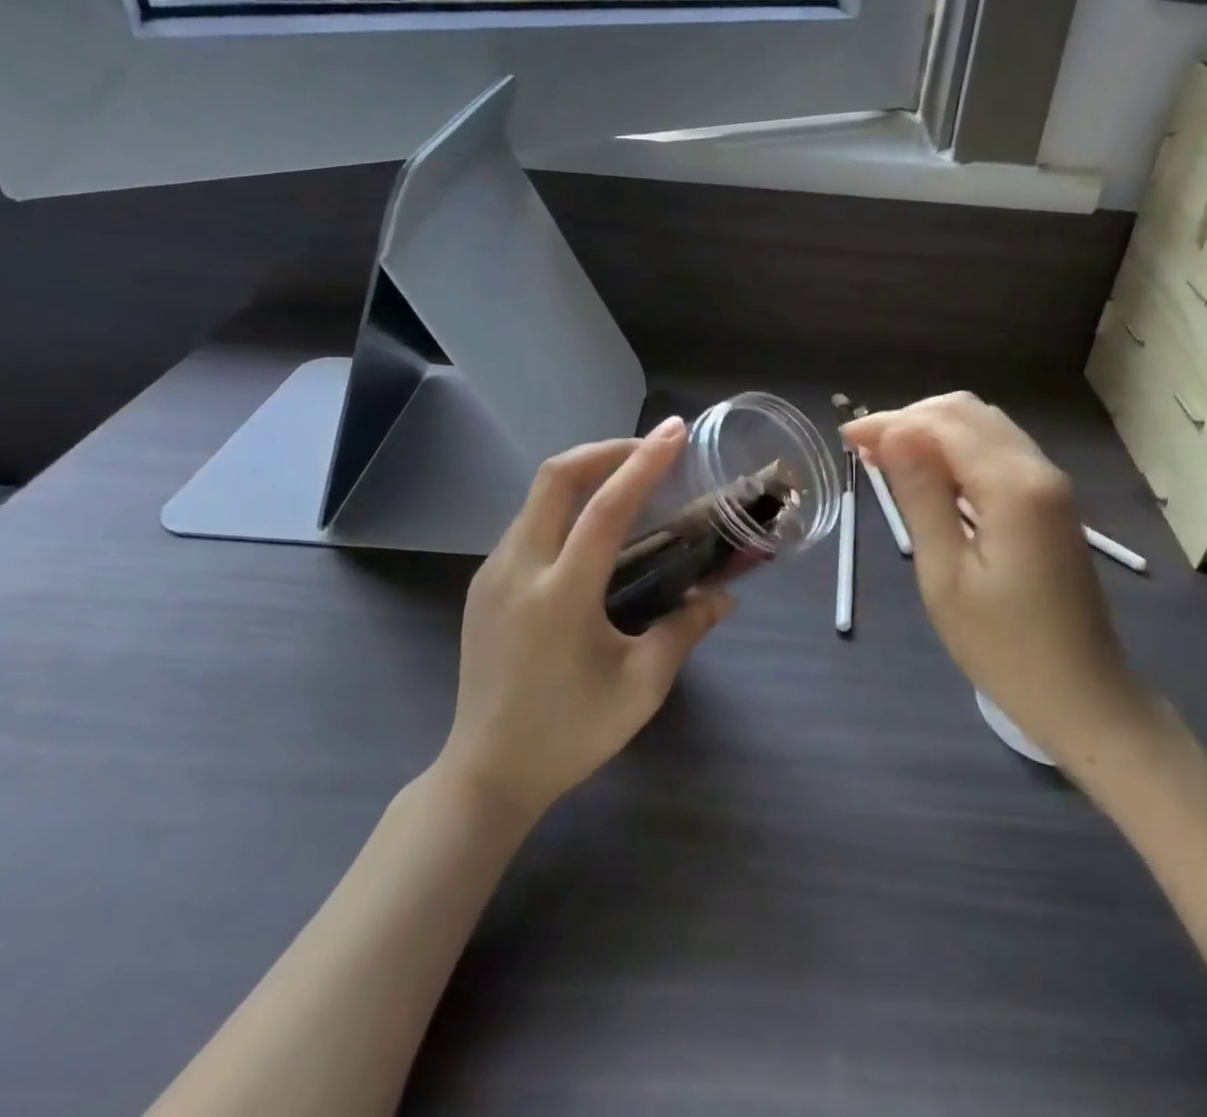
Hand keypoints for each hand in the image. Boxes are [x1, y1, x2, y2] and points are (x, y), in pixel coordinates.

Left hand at [441, 417, 732, 819]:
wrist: (486, 774)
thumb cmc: (571, 734)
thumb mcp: (641, 687)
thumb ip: (685, 630)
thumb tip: (724, 597)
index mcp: (560, 596)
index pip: (605, 510)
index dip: (643, 464)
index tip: (674, 432)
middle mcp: (518, 571)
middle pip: (554, 478)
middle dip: (604, 450)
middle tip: (649, 448)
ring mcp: (492, 575)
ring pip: (537, 496)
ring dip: (583, 474)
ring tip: (628, 481)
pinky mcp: (482, 585)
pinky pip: (527, 522)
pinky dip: (564, 504)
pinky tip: (591, 528)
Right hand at [844, 393, 1155, 766]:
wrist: (1083, 696)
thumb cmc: (1003, 647)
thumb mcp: (946, 575)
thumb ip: (921, 496)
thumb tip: (894, 432)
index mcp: (1012, 486)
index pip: (942, 424)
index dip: (891, 423)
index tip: (846, 440)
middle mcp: (1038, 469)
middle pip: (967, 412)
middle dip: (911, 418)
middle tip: (866, 450)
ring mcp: (1050, 484)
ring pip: (985, 426)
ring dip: (934, 430)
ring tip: (890, 458)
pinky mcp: (1052, 502)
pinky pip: (1000, 450)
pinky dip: (958, 449)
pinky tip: (931, 475)